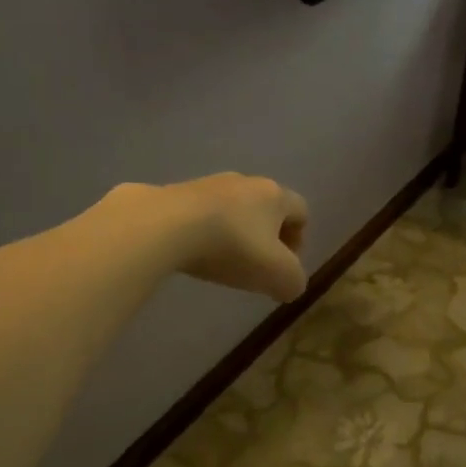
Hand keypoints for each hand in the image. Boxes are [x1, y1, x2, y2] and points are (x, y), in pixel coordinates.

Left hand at [134, 174, 309, 302]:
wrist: (165, 226)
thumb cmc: (233, 247)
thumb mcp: (277, 275)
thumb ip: (293, 282)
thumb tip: (290, 285)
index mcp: (275, 195)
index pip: (300, 211)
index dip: (298, 240)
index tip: (284, 267)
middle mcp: (245, 181)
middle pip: (265, 209)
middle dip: (265, 238)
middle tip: (256, 267)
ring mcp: (208, 184)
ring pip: (232, 210)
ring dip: (234, 234)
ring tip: (222, 262)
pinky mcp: (176, 193)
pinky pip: (201, 214)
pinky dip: (204, 233)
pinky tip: (194, 253)